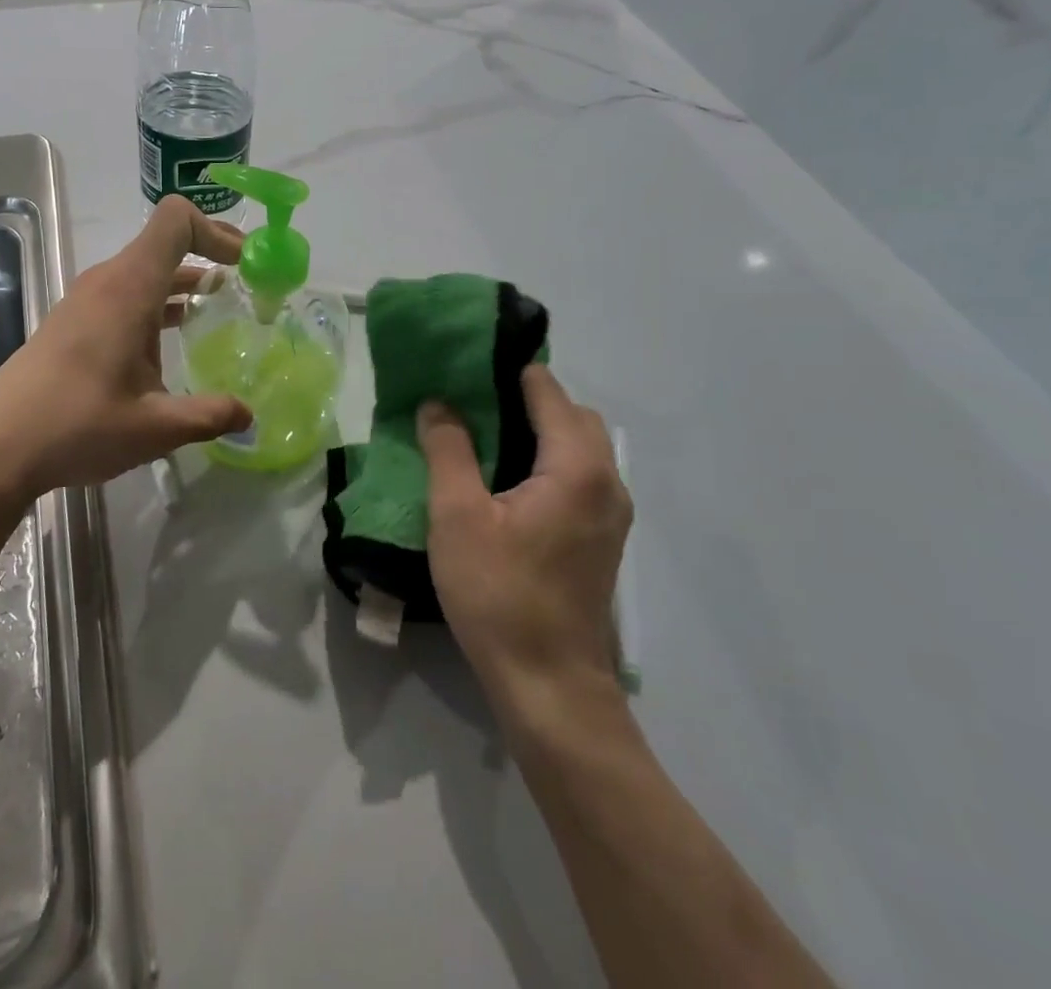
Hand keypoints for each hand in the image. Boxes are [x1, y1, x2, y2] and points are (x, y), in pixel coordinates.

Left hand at [0, 196, 253, 507]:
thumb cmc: (78, 425)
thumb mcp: (156, 426)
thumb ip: (209, 415)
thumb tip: (249, 416)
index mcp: (129, 287)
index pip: (176, 221)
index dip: (216, 231)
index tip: (246, 264)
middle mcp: (108, 281)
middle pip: (164, 242)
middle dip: (209, 255)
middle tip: (248, 285)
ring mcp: (87, 300)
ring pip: (146, 271)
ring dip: (185, 282)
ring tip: (221, 311)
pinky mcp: (74, 322)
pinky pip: (127, 295)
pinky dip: (159, 304)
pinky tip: (174, 341)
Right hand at [418, 366, 630, 707]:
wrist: (549, 684)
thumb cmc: (500, 594)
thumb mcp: (458, 516)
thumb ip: (449, 449)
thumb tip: (439, 403)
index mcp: (577, 467)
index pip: (546, 389)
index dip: (506, 369)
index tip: (463, 364)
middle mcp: (607, 480)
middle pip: (570, 413)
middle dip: (523, 396)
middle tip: (468, 401)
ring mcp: (610, 511)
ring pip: (577, 444)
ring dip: (536, 428)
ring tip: (480, 434)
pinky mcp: (601, 536)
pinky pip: (577, 473)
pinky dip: (546, 458)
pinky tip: (504, 478)